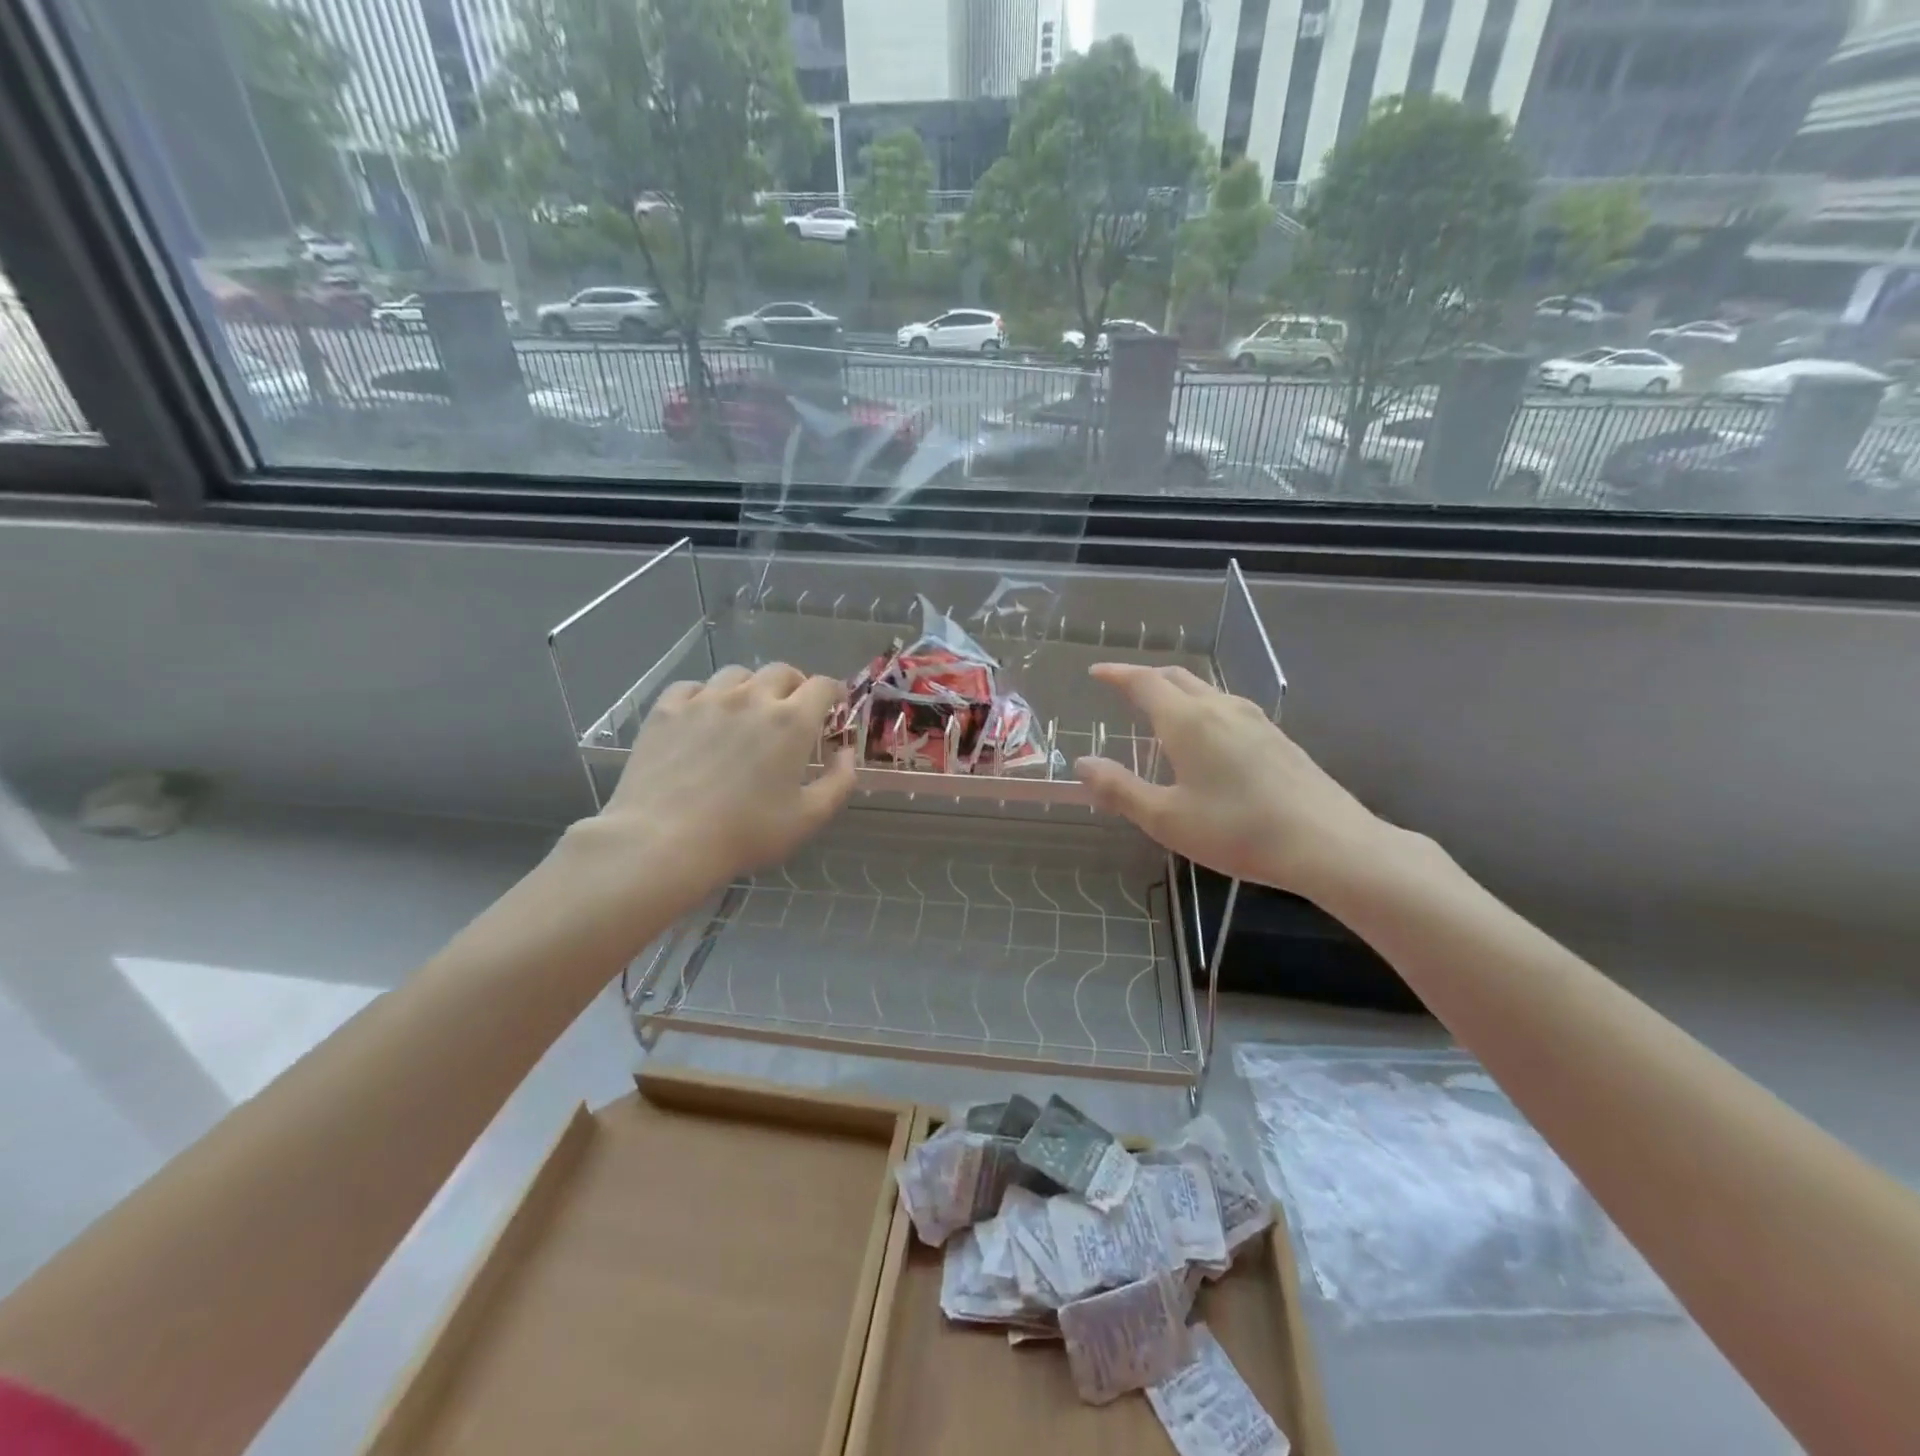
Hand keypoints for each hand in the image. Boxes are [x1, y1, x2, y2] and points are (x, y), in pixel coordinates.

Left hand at [575, 663, 855, 905]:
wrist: (663, 841)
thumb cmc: (745, 833)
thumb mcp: (809, 818)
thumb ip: (839, 781)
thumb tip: (846, 752)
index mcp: (791, 722)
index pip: (822, 686)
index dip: (833, 692)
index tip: (834, 705)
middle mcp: (751, 698)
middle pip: (781, 671)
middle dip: (795, 686)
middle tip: (793, 710)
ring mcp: (705, 699)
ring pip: (736, 675)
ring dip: (751, 687)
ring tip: (747, 711)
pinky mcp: (667, 709)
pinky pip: (693, 687)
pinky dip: (706, 696)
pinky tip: (703, 717)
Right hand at [1074, 662, 1385, 897]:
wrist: (1328, 843)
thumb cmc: (1237, 830)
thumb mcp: (1166, 818)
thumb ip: (1120, 789)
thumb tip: (1083, 764)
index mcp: (1187, 721)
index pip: (1144, 682)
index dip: (1117, 674)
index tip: (1096, 672)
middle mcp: (1220, 708)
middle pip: (1177, 677)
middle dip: (1145, 678)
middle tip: (1123, 689)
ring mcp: (1254, 719)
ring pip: (1206, 690)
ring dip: (1176, 692)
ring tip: (1161, 714)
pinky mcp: (1277, 736)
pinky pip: (1227, 708)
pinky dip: (1202, 709)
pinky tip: (1206, 739)